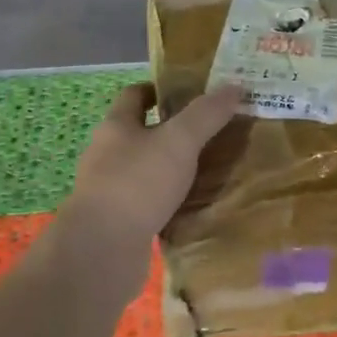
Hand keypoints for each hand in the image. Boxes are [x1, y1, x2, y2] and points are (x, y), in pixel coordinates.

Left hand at [66, 82, 240, 261]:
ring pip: (145, 170)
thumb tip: (234, 87)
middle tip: (211, 132)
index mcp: (116, 126)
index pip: (134, 95)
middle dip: (172, 131)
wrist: (102, 250)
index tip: (191, 93)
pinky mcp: (117, 222)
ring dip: (171, 169)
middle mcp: (107, 154)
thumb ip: (206, 114)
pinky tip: (193, 207)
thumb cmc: (137, 183)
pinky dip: (168, 202)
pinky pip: (148, 204)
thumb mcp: (179, 141)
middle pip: (140, 133)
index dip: (160, 90)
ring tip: (209, 171)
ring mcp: (109, 190)